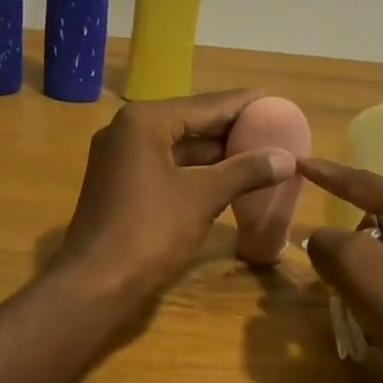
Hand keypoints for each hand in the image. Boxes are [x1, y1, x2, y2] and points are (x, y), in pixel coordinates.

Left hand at [59, 91, 295, 300]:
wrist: (95, 282)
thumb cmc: (150, 231)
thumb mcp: (203, 198)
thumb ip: (244, 172)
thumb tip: (287, 158)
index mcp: (144, 121)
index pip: (204, 105)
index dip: (241, 104)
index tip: (273, 99)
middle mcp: (126, 130)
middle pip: (189, 121)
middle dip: (229, 128)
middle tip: (271, 125)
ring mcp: (119, 158)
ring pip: (176, 146)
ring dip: (213, 151)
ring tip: (256, 150)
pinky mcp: (119, 183)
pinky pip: (165, 165)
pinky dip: (194, 169)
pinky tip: (225, 176)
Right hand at [300, 157, 382, 382]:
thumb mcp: (360, 272)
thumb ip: (329, 244)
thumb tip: (322, 240)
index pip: (363, 182)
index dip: (327, 175)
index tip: (300, 164)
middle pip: (378, 219)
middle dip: (350, 244)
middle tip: (335, 277)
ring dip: (369, 273)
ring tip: (360, 307)